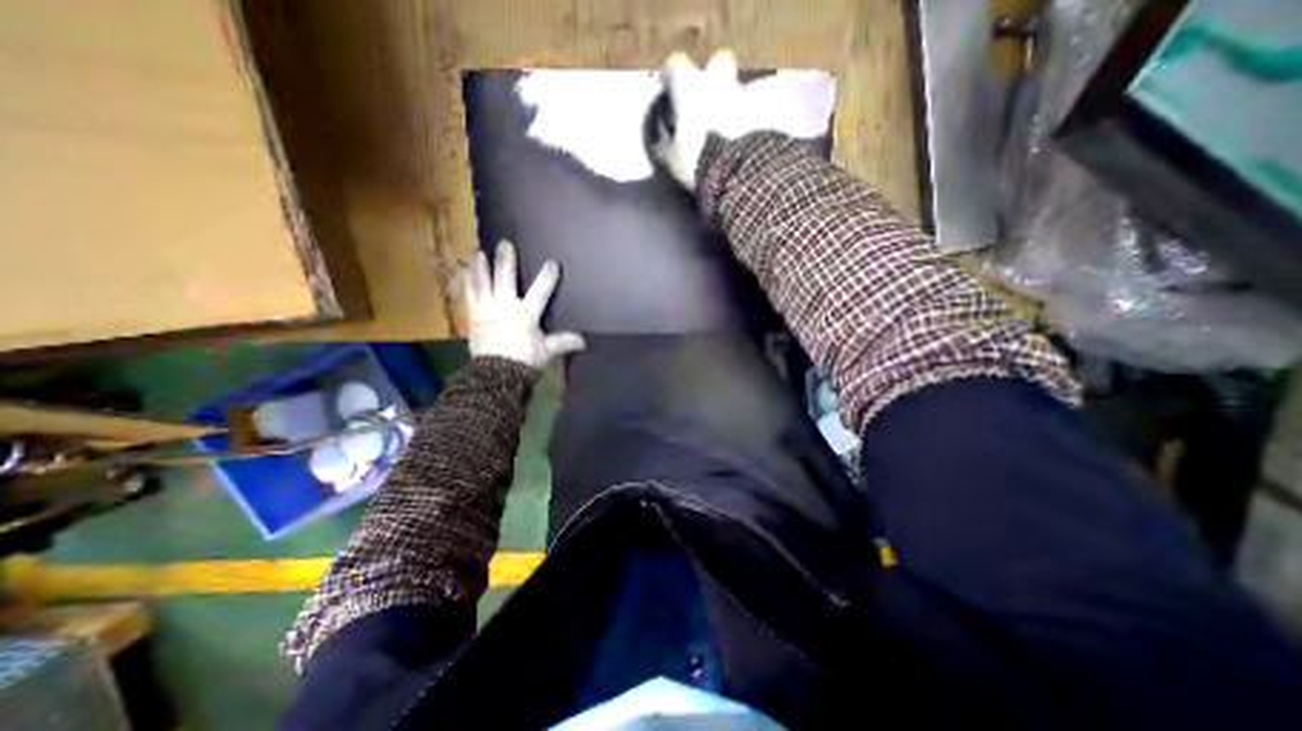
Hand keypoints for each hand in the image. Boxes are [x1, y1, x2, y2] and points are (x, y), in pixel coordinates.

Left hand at [463, 240, 584, 366]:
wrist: (496, 375)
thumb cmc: (524, 360)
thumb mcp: (547, 351)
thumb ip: (563, 342)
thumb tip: (584, 341)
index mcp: (526, 314)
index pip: (540, 291)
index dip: (547, 276)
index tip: (553, 262)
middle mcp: (505, 306)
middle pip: (505, 279)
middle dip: (506, 261)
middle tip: (505, 243)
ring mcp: (486, 310)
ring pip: (482, 284)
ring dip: (480, 267)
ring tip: (477, 253)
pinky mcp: (472, 317)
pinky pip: (468, 296)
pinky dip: (465, 284)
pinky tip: (461, 273)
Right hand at [651, 48, 832, 186]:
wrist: (736, 170)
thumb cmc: (695, 158)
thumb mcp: (670, 158)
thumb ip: (665, 143)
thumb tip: (661, 140)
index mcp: (688, 85)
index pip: (675, 65)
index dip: (670, 77)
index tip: (668, 90)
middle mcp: (716, 80)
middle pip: (716, 62)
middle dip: (711, 76)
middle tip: (705, 98)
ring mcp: (741, 95)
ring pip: (735, 87)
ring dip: (729, 100)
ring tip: (723, 124)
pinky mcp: (760, 114)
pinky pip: (749, 111)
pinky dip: (744, 120)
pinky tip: (738, 138)